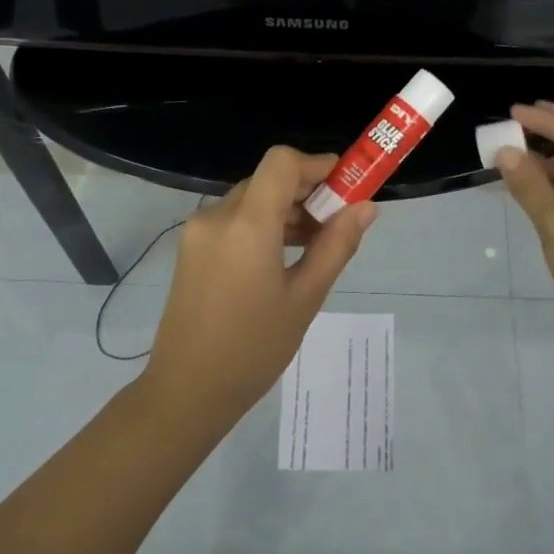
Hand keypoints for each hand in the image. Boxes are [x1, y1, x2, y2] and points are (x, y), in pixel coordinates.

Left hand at [144, 146, 378, 419]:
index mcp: (246, 224)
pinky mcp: (191, 248)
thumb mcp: (305, 297)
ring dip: (285, 209)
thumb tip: (366, 207)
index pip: (281, 162)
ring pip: (250, 199)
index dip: (317, 164)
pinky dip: (262, 224)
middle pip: (267, 180)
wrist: (187, 391)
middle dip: (306, 191)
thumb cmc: (254, 348)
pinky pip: (233, 220)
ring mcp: (198, 232)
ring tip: (315, 244)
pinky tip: (283, 256)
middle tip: (338, 222)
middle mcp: (216, 216)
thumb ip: (336, 245)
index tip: (346, 185)